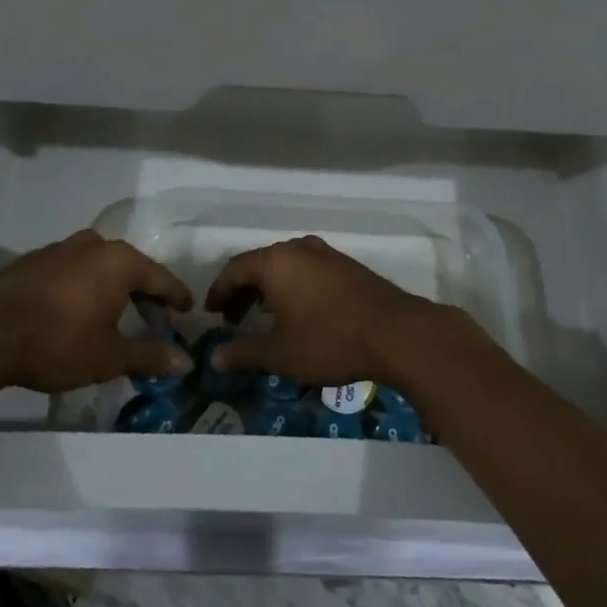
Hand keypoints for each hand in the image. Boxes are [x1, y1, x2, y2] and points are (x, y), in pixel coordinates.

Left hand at [0, 230, 193, 408]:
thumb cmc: (57, 343)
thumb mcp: (109, 357)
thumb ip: (149, 356)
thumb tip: (186, 362)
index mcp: (120, 261)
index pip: (160, 278)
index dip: (176, 297)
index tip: (187, 310)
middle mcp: (95, 245)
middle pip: (131, 267)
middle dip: (144, 292)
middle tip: (154, 316)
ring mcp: (61, 248)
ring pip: (99, 265)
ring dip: (112, 287)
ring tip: (115, 313)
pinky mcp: (34, 259)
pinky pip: (72, 269)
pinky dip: (83, 285)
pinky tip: (76, 309)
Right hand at [204, 235, 438, 387]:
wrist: (395, 332)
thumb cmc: (329, 340)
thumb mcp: (281, 354)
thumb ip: (244, 353)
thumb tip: (214, 358)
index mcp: (276, 262)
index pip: (235, 268)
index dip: (219, 290)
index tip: (211, 312)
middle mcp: (298, 249)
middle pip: (260, 263)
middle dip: (243, 290)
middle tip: (232, 319)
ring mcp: (325, 254)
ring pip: (285, 265)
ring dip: (268, 288)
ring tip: (262, 317)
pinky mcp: (346, 265)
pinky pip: (307, 269)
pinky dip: (292, 286)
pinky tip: (298, 311)